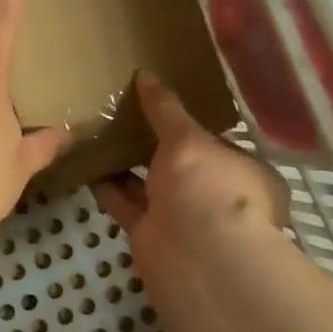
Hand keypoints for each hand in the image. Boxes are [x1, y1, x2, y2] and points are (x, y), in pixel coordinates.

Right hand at [94, 70, 287, 284]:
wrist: (194, 256)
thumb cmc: (208, 186)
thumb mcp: (188, 138)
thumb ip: (165, 108)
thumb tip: (146, 75)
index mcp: (245, 173)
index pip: (219, 144)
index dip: (193, 126)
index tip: (164, 105)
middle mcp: (218, 198)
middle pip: (183, 167)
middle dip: (157, 146)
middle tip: (126, 113)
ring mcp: (184, 219)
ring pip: (151, 184)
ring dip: (128, 163)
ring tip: (100, 130)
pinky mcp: (151, 233)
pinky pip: (126, 202)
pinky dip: (108, 186)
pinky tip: (87, 161)